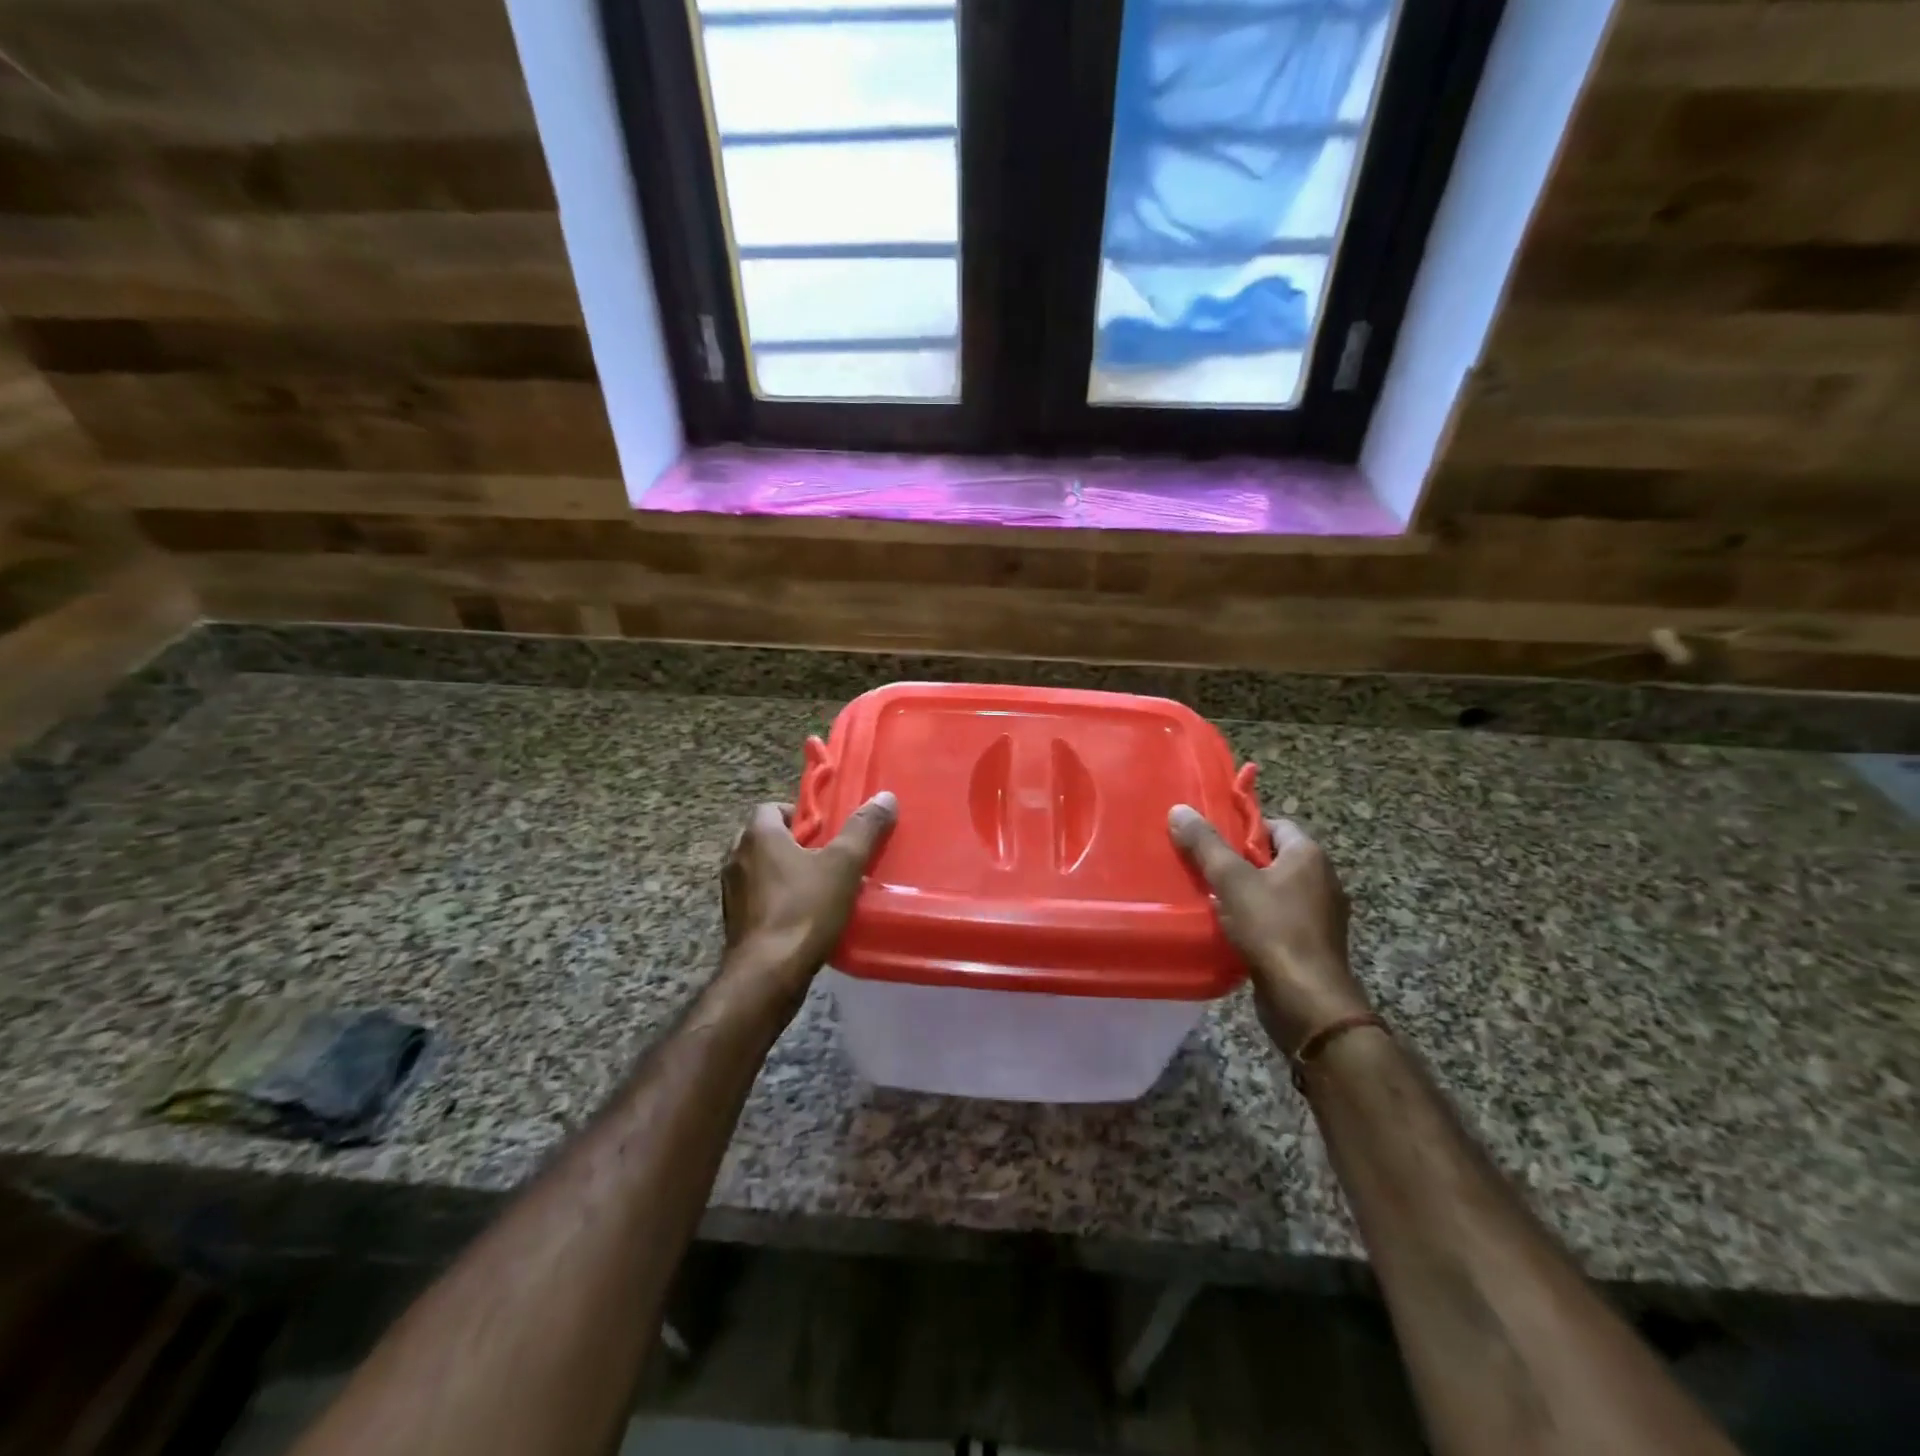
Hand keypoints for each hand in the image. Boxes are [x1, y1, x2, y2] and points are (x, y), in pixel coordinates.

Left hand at [719, 793, 896, 1005]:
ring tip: (817, 886)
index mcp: (757, 836)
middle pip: (764, 838)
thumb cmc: (804, 910)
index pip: (770, 808)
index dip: (798, 814)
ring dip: (782, 872)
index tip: (825, 830)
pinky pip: (756, 898)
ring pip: (759, 869)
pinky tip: (802, 915)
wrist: (767, 975)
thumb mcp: (844, 865)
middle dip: (792, 843)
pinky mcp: (734, 922)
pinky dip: (775, 899)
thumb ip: (864, 829)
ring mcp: (731, 892)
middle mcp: (736, 858)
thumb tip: (885, 797)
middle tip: (825, 855)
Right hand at [1169, 805, 1370, 1053]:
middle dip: (1238, 862)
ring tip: (1208, 897)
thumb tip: (1179, 809)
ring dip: (1245, 893)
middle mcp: (1322, 879)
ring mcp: (1321, 914)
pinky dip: (1256, 919)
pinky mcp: (1313, 943)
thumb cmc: (1273, 930)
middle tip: (1202, 866)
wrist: (1307, 1001)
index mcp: (1308, 856)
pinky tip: (1229, 929)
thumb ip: (1206, 845)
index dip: (1241, 828)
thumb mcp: (1231, 881)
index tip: (1210, 839)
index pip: (1274, 825)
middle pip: (1272, 858)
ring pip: (1275, 890)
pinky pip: (1279, 919)